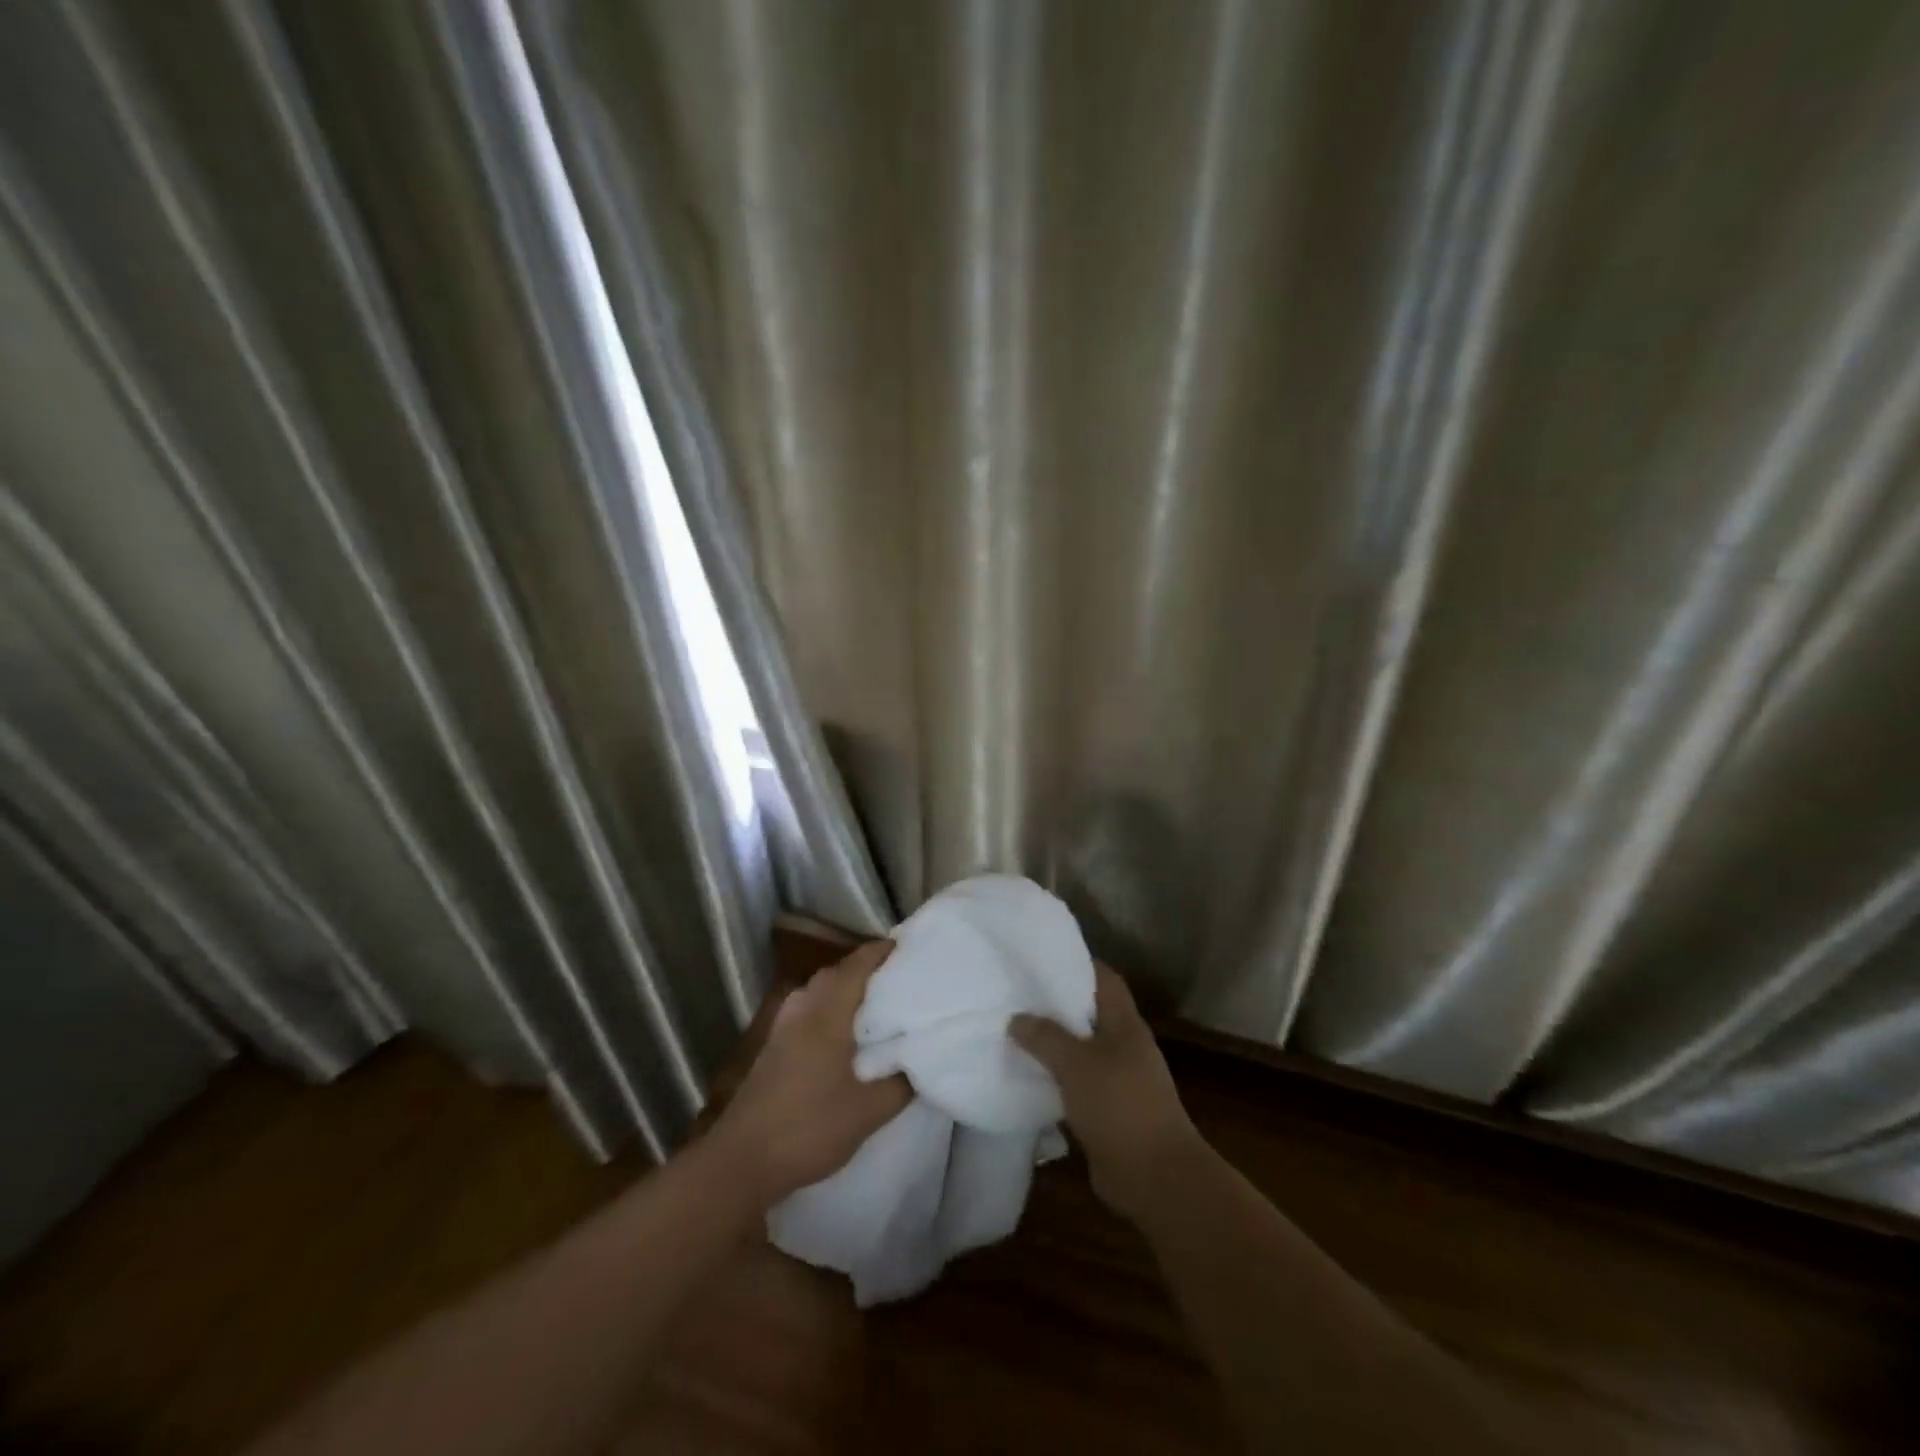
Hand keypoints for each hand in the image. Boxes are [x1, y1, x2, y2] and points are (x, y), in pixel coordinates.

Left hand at [711, 940, 911, 1205]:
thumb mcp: (868, 1112)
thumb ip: (900, 1084)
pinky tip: (842, 1035)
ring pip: (818, 992)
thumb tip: (919, 1062)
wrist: (741, 1161)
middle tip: (898, 979)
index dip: (881, 952)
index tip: (908, 948)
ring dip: (844, 990)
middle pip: (836, 973)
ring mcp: (782, 1028)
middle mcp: (802, 1009)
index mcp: (826, 1013)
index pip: (857, 965)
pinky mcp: (772, 1048)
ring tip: (875, 1005)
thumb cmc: (809, 1128)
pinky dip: (828, 1009)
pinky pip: (807, 1011)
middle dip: (865, 969)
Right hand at [1011, 964, 1199, 1216]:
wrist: (1156, 1177)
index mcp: (1125, 1024)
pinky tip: (1025, 1078)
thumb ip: (1045, 1037)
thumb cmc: (1120, 1105)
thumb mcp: (1077, 1064)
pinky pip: (1075, 1085)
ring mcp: (1118, 1081)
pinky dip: (1054, 1080)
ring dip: (1052, 1045)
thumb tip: (1017, 1018)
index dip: (1078, 963)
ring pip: (1080, 1051)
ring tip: (1012, 1032)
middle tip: (1016, 994)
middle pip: (1089, 1014)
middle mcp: (1124, 1046)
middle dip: (1056, 1004)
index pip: (1104, 979)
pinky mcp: (1107, 1112)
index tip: (1042, 957)